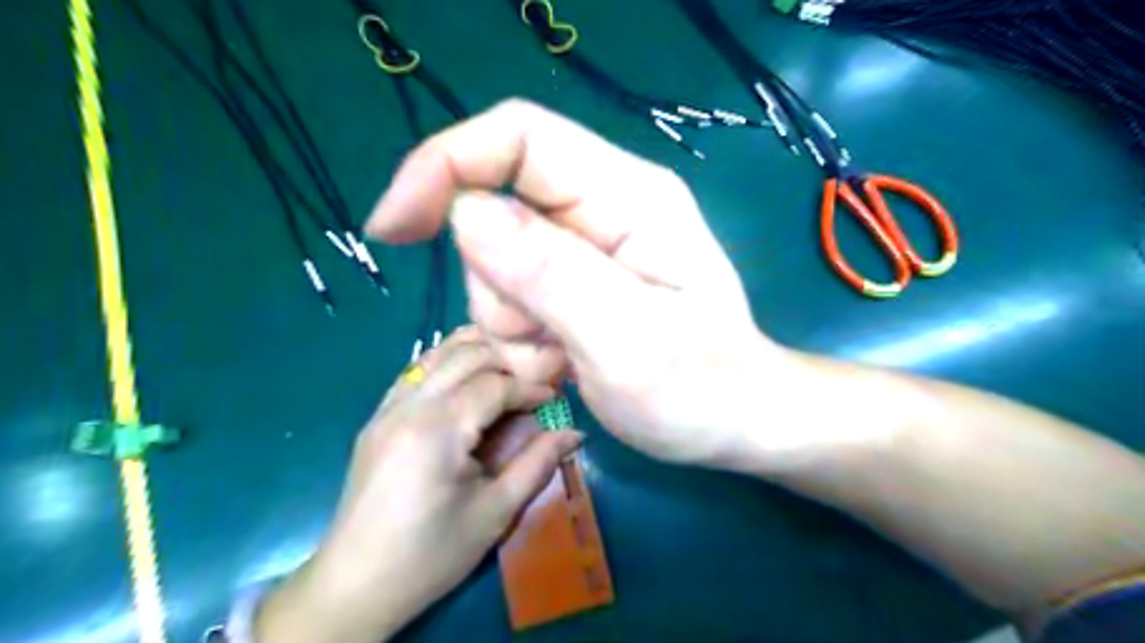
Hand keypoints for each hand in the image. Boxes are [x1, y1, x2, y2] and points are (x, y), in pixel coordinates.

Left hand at [255, 328, 583, 642]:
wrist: (356, 584)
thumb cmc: (432, 554)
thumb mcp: (495, 513)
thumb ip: (537, 464)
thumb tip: (574, 433)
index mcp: (439, 429)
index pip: (495, 385)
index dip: (530, 388)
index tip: (554, 398)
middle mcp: (410, 405)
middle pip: (466, 356)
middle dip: (506, 361)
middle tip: (533, 380)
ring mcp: (388, 408)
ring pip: (437, 354)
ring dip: (475, 352)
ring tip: (506, 369)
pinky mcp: (377, 418)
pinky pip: (416, 372)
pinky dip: (446, 363)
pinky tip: (465, 378)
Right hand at [367, 98, 813, 467]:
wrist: (735, 422)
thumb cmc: (703, 389)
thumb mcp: (629, 341)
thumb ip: (552, 275)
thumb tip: (467, 214)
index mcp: (628, 197)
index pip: (519, 137)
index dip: (445, 165)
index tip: (394, 228)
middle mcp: (604, 207)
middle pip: (496, 210)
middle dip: (497, 287)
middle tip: (545, 345)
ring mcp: (586, 246)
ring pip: (495, 262)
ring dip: (511, 323)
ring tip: (563, 362)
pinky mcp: (574, 281)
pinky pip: (510, 296)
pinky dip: (520, 338)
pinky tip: (562, 363)